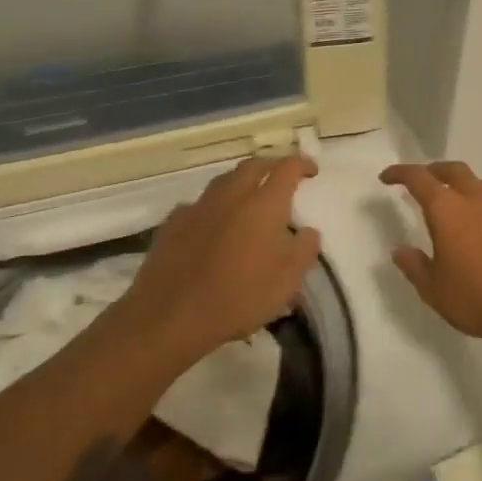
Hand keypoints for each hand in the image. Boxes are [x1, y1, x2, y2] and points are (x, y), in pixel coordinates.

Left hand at [116, 155, 321, 365]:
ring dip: (242, 182)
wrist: (170, 315)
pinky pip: (200, 204)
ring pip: (224, 180)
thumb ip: (304, 250)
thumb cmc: (238, 298)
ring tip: (249, 198)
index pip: (287, 168)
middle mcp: (232, 195)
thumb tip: (308, 231)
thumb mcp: (287, 282)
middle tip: (282, 177)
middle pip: (254, 166)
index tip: (311, 171)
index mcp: (264, 204)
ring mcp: (199, 206)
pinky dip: (214, 206)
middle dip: (271, 166)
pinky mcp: (173, 222)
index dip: (302, 164)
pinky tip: (214, 224)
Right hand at [379, 162, 481, 354]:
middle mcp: (478, 200)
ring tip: (457, 204)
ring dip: (466, 188)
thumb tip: (399, 250)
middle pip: (455, 171)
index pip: (419, 178)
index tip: (387, 177)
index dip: (400, 173)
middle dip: (436, 170)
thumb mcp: (433, 289)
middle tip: (425, 179)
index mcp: (448, 210)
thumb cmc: (475, 298)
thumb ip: (414, 266)